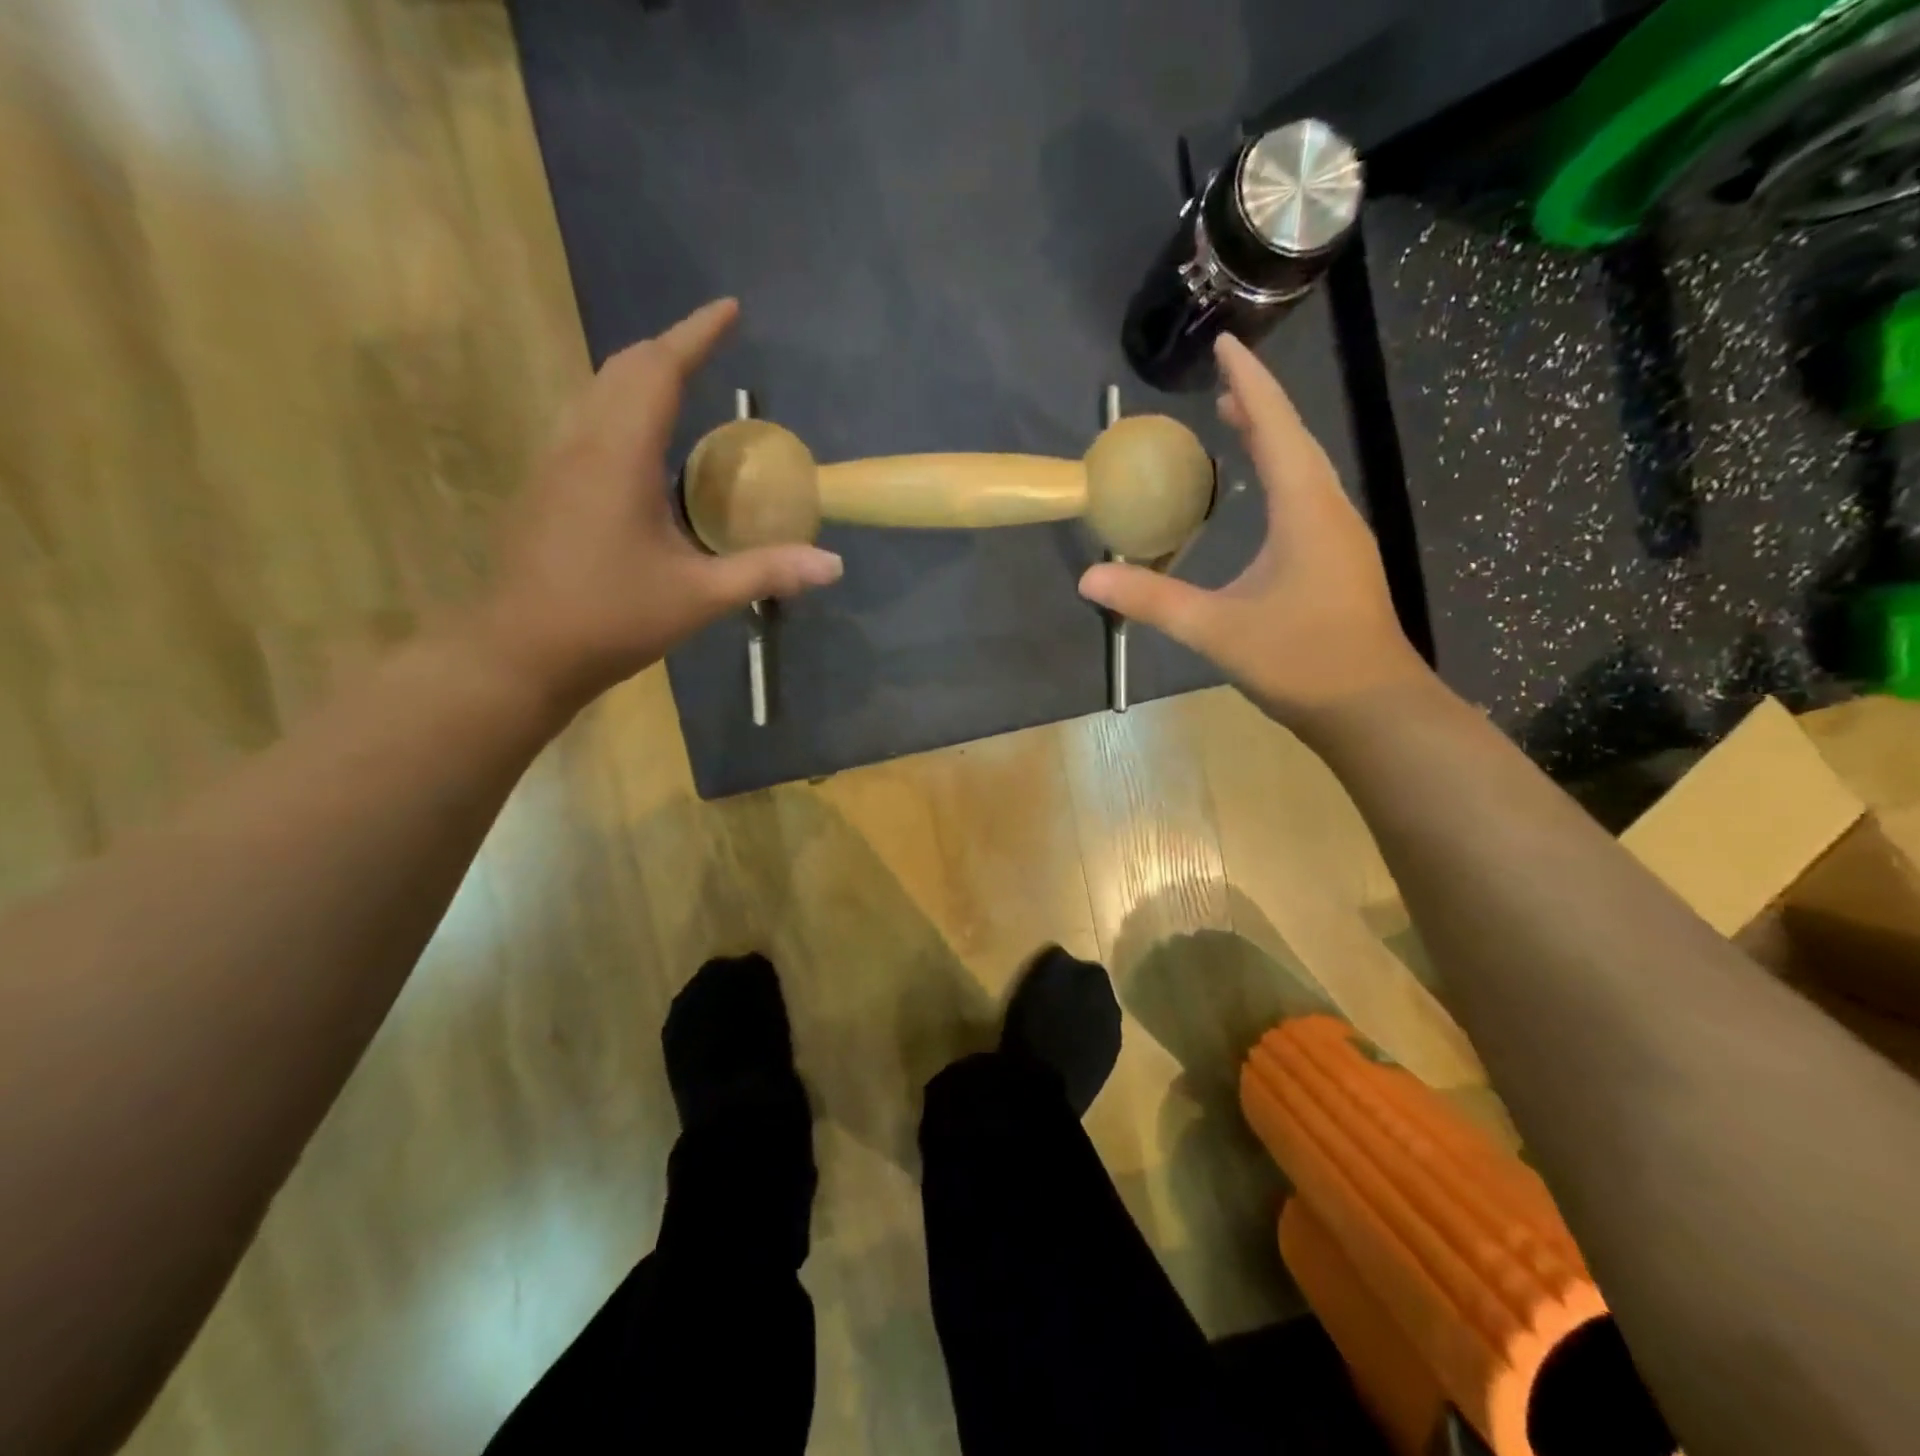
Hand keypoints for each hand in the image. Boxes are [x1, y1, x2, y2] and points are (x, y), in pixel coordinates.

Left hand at [476, 300, 842, 708]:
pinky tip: (642, 443)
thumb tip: (834, 565)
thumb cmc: (611, 618)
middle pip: (623, 368)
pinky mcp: (545, 486)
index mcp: (618, 456)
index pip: (659, 370)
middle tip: (712, 346)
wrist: (520, 651)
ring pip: (597, 390)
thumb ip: (767, 573)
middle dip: (670, 347)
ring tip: (682, 382)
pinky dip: (620, 405)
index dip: (695, 334)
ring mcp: (555, 462)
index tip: (729, 309)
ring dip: (640, 374)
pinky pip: (586, 419)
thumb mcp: (699, 597)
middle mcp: (581, 443)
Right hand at [1078, 335, 1425, 728]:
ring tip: (1236, 425)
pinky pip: (1308, 499)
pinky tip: (1265, 498)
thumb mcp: (1216, 629)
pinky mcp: (1339, 564)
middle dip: (1257, 406)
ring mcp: (1340, 538)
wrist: (1372, 709)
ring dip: (1272, 440)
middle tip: (1220, 385)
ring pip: (1305, 470)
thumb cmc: (1301, 661)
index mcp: (1306, 510)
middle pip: (1295, 440)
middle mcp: (1330, 511)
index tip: (1225, 344)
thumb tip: (1089, 580)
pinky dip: (1281, 477)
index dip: (1249, 382)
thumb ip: (1152, 601)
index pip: (1276, 427)